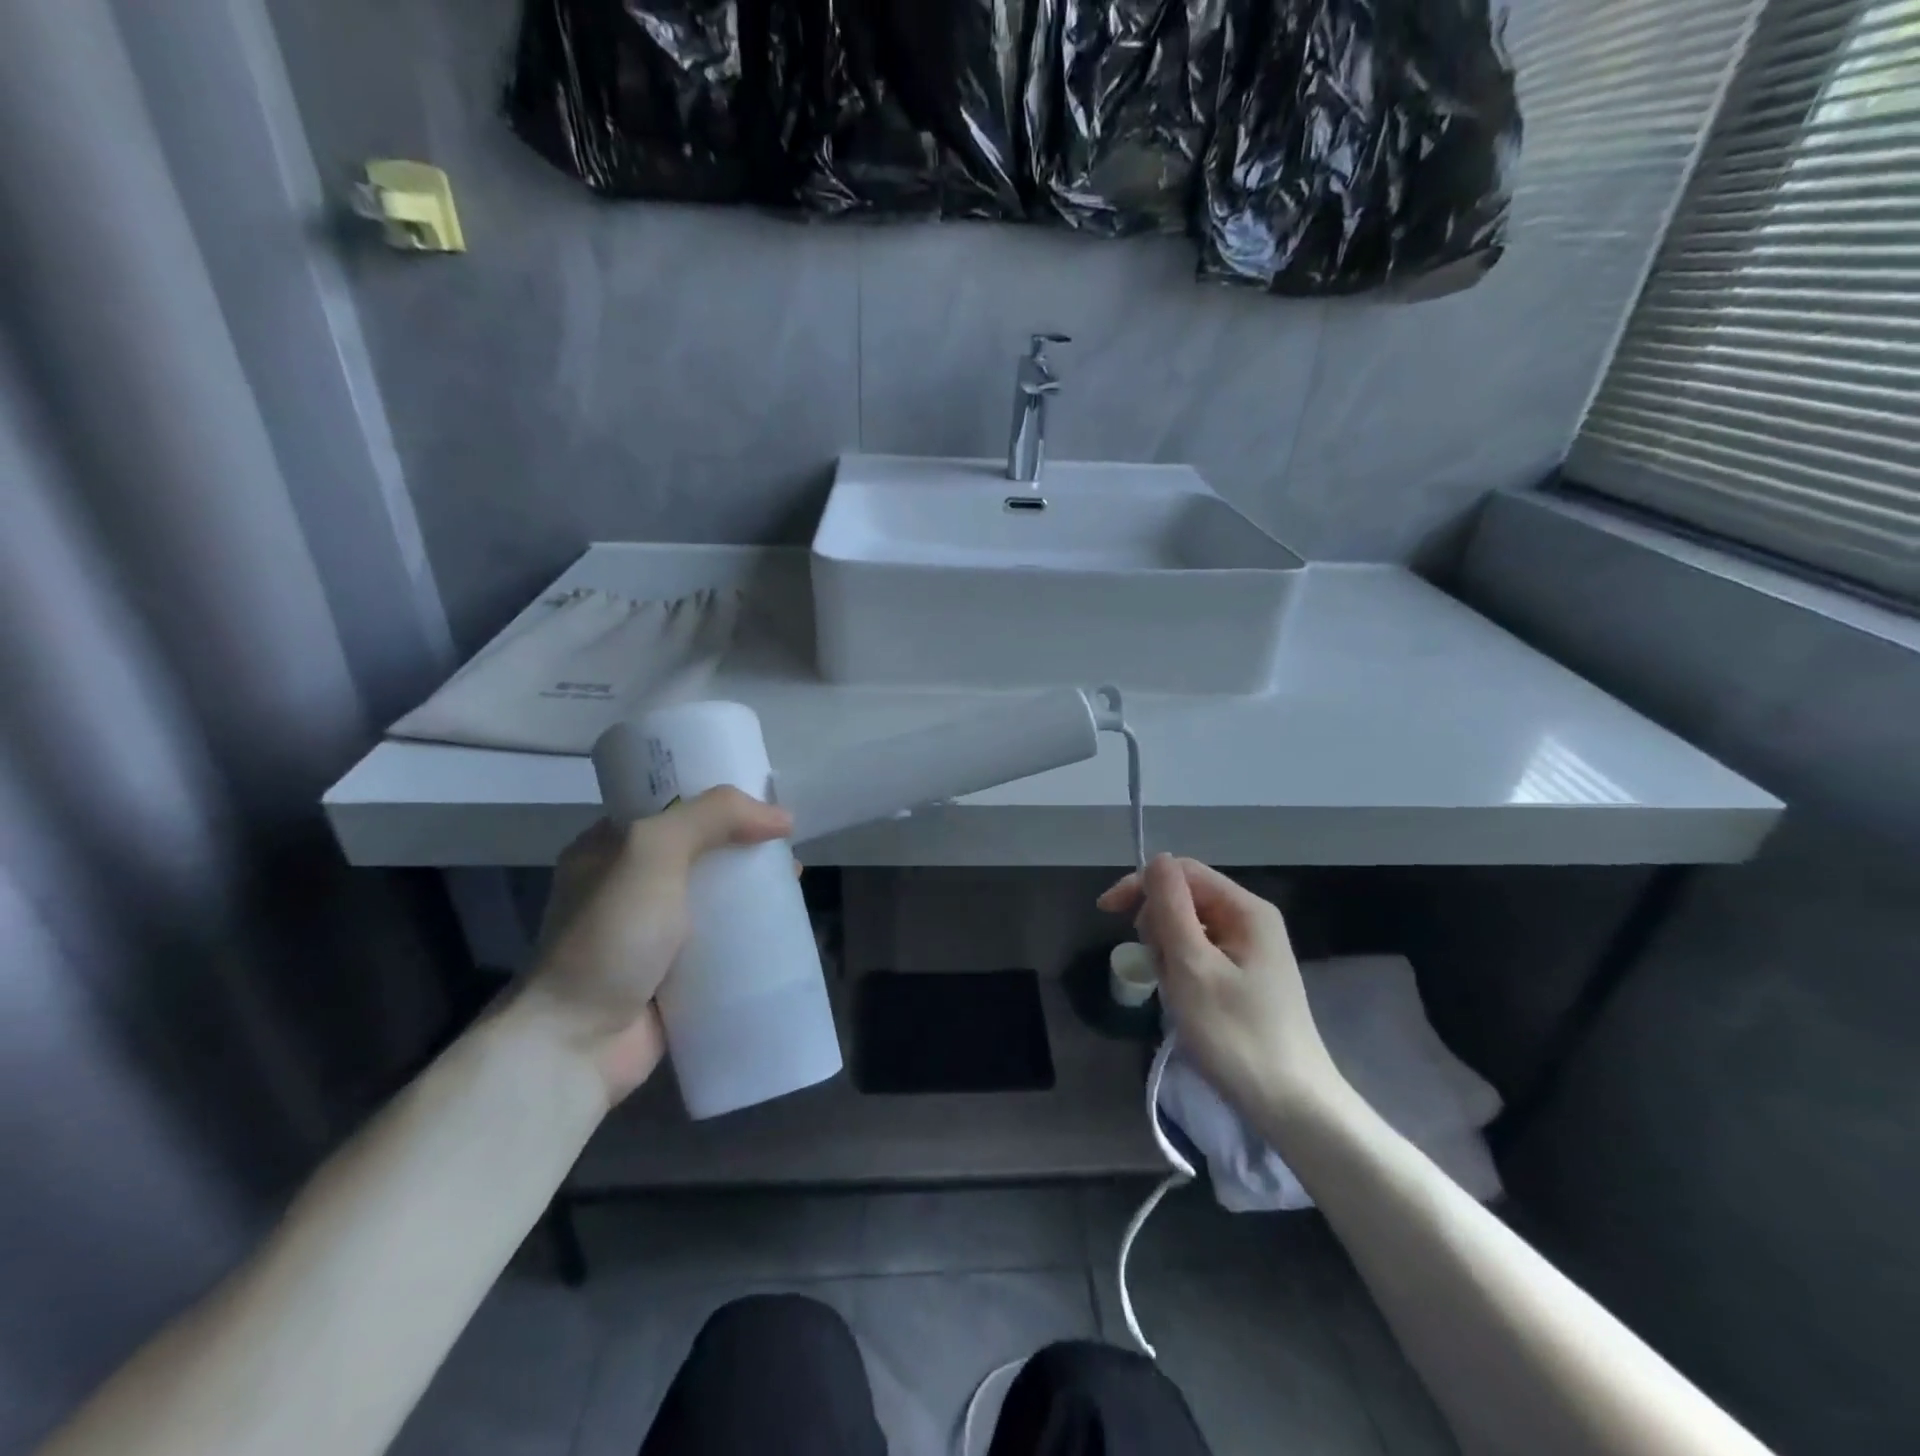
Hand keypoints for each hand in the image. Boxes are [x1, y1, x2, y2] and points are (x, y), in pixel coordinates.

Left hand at [522, 788, 791, 1102]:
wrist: (577, 1043)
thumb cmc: (610, 936)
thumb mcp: (653, 852)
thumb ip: (712, 817)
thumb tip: (780, 817)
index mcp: (608, 848)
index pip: (670, 805)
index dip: (717, 799)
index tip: (762, 799)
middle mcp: (628, 886)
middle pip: (700, 850)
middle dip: (744, 845)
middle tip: (785, 846)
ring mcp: (650, 933)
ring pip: (714, 897)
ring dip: (752, 889)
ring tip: (794, 882)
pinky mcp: (673, 973)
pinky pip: (720, 942)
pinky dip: (749, 933)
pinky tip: (783, 927)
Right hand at [1099, 854, 1343, 1127]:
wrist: (1292, 1106)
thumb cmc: (1235, 1034)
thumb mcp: (1192, 966)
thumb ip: (1171, 907)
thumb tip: (1156, 859)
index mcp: (1246, 909)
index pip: (1181, 871)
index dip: (1141, 885)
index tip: (1106, 914)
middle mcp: (1251, 920)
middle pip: (1185, 898)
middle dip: (1158, 926)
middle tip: (1159, 969)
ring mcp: (1250, 950)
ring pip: (1188, 929)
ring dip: (1168, 953)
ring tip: (1175, 992)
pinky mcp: (1245, 976)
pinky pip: (1200, 954)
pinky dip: (1182, 971)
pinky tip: (1185, 1000)